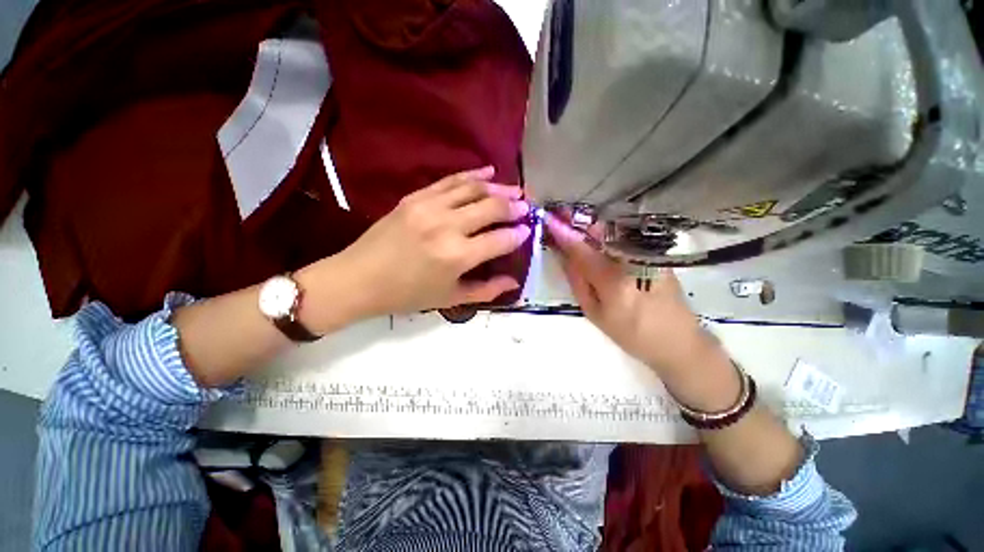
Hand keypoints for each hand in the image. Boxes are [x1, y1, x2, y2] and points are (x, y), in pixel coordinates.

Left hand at [334, 167, 530, 317]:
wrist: (359, 279)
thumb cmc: (407, 295)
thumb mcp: (450, 299)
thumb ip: (486, 290)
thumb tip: (514, 282)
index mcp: (457, 256)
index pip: (500, 240)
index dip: (518, 235)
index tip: (527, 231)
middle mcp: (448, 226)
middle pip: (492, 208)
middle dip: (514, 207)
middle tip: (526, 207)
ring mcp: (429, 207)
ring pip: (474, 189)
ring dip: (499, 188)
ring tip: (515, 191)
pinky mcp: (415, 197)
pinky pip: (450, 180)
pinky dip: (472, 175)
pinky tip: (487, 172)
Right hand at [545, 213, 725, 381]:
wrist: (677, 341)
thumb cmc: (630, 333)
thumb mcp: (595, 313)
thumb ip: (578, 282)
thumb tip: (564, 256)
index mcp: (613, 280)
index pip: (582, 249)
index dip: (564, 234)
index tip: (549, 221)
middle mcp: (631, 260)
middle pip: (600, 232)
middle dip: (578, 223)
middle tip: (560, 219)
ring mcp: (647, 255)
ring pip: (613, 232)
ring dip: (591, 227)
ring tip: (575, 227)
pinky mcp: (655, 255)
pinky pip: (625, 237)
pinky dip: (607, 234)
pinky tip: (598, 239)